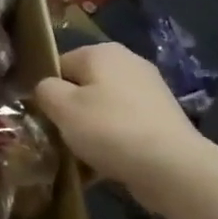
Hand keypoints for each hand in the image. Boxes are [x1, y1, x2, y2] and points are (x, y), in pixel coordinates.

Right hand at [35, 43, 203, 207]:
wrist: (172, 166)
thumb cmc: (110, 129)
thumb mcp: (63, 108)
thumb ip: (45, 90)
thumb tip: (47, 88)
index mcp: (102, 52)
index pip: (60, 64)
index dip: (48, 91)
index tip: (45, 118)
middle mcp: (128, 62)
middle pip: (84, 86)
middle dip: (71, 111)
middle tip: (62, 138)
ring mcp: (149, 89)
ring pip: (104, 107)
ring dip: (91, 129)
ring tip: (83, 156)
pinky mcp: (162, 117)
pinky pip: (125, 125)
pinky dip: (114, 140)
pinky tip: (108, 163)